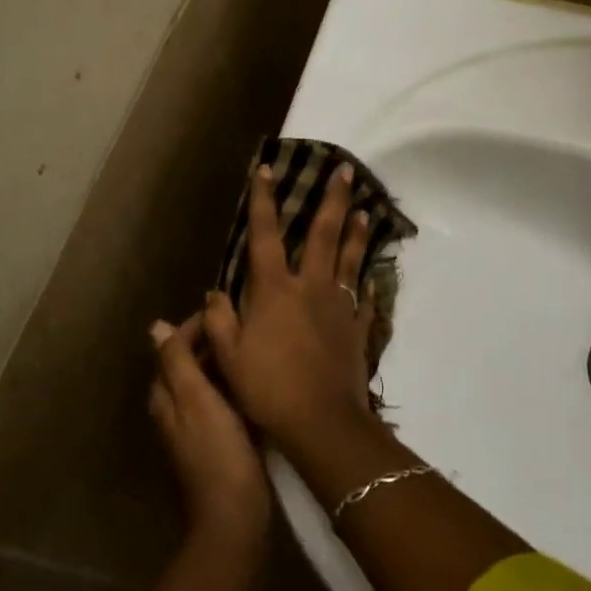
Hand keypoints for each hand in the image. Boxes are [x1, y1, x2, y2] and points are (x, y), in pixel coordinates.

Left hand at [149, 315, 270, 553]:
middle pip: (189, 362)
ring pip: (208, 381)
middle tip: (246, 325)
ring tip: (254, 346)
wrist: (234, 516)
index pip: (173, 346)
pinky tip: (257, 381)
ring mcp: (196, 426)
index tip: (227, 309)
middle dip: (212, 342)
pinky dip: (235, 387)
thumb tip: (156, 326)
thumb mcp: (196, 399)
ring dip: (225, 363)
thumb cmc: (216, 451)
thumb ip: (177, 361)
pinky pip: (224, 402)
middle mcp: (175, 408)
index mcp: (165, 395)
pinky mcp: (218, 441)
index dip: (195, 325)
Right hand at [202, 162, 377, 450]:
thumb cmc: (267, 388)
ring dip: (358, 232)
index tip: (266, 169)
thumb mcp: (228, 357)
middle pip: (324, 234)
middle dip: (334, 199)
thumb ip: (219, 321)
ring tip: (366, 209)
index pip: (265, 235)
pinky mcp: (358, 328)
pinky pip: (365, 299)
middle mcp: (310, 286)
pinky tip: (374, 276)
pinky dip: (369, 284)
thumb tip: (215, 293)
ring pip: (351, 259)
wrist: (320, 422)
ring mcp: (340, 306)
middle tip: (346, 170)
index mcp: (275, 289)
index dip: (264, 200)